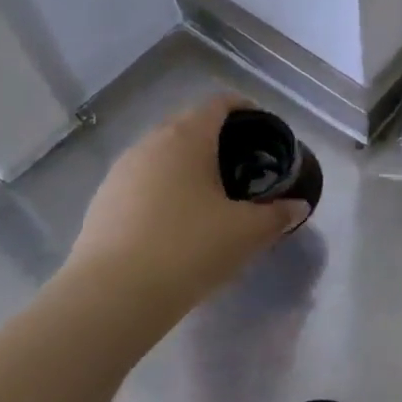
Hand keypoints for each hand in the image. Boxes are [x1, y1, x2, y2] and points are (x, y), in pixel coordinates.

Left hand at [64, 95, 306, 313]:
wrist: (112, 297)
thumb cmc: (189, 248)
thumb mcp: (248, 232)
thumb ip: (278, 215)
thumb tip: (298, 207)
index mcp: (187, 138)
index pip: (218, 104)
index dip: (243, 108)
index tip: (263, 127)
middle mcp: (150, 145)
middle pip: (188, 125)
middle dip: (217, 138)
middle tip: (244, 164)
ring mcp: (120, 173)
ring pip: (162, 155)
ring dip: (188, 165)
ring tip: (212, 193)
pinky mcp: (102, 203)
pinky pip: (143, 182)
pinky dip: (165, 189)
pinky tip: (178, 221)